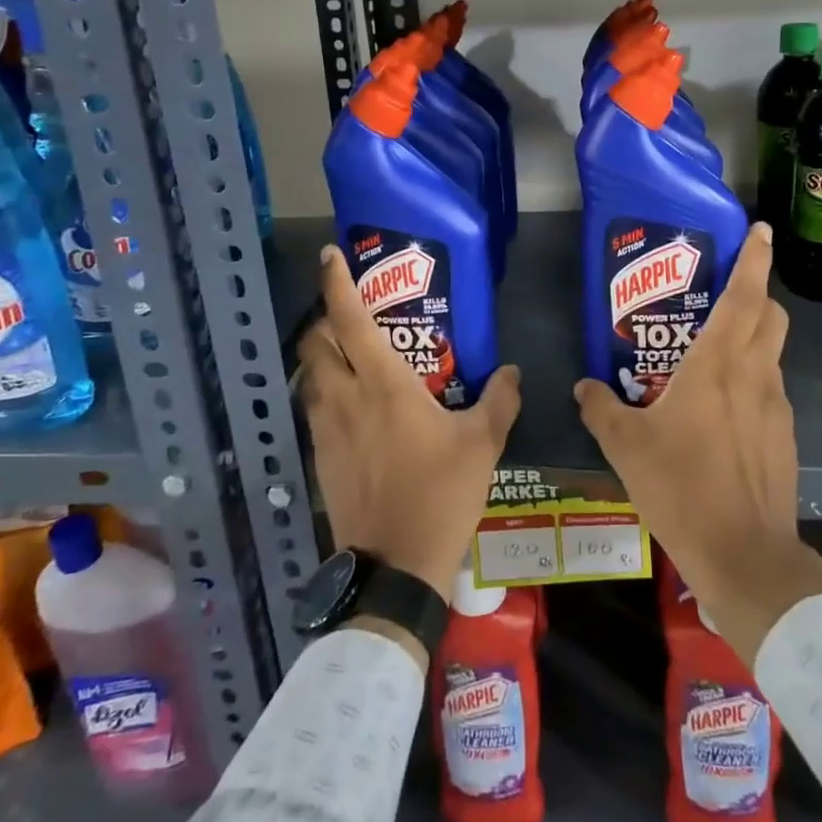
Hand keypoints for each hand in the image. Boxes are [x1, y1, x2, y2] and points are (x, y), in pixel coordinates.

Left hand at [299, 244, 521, 604]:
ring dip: (321, 357)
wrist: (395, 566)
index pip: (348, 319)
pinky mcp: (319, 458)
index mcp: (383, 384)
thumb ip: (499, 401)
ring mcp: (326, 429)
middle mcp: (345, 397)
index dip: (336, 282)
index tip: (329, 255)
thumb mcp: (482, 444)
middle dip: (323, 320)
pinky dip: (324, 393)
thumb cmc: (440, 494)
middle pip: (314, 342)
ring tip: (349, 357)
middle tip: (349, 315)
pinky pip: (314, 409)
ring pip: (309, 376)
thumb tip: (512, 371)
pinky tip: (351, 408)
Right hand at [576, 222, 821, 665]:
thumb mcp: (627, 447)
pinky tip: (721, 412)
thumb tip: (583, 387)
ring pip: (772, 353)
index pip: (745, 295)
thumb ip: (601, 409)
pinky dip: (752, 381)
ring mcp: (776, 407)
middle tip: (723, 292)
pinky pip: (770, 390)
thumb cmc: (682, 488)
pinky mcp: (784, 437)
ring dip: (752, 339)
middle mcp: (755, 375)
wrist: (745, 557)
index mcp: (718, 364)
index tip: (760, 229)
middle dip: (756, 293)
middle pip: (770, 315)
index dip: (754, 258)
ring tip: (712, 354)